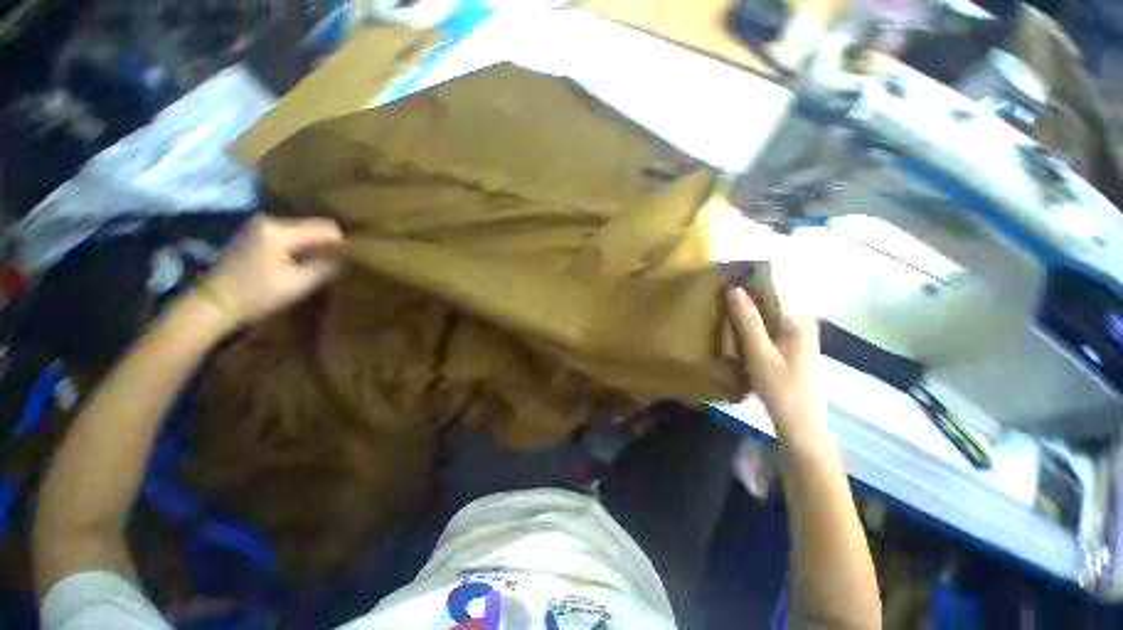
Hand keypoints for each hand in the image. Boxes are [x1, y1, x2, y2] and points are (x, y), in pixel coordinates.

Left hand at [196, 217, 344, 327]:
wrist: (214, 304)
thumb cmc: (257, 294)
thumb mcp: (299, 283)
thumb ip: (327, 267)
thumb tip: (348, 258)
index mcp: (279, 230)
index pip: (325, 227)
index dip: (343, 242)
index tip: (354, 259)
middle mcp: (269, 222)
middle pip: (313, 228)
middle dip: (330, 245)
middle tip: (344, 263)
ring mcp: (260, 228)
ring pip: (303, 233)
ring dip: (316, 248)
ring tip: (328, 265)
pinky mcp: (255, 238)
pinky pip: (290, 238)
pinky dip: (302, 250)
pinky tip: (307, 264)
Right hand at [726, 286, 818, 423]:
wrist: (799, 424)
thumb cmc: (781, 388)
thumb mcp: (759, 353)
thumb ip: (748, 321)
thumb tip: (733, 289)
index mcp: (797, 322)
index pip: (774, 290)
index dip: (751, 280)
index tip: (728, 275)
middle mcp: (802, 325)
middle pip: (773, 301)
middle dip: (748, 294)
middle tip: (721, 292)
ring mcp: (799, 339)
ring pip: (770, 315)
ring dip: (750, 309)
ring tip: (725, 306)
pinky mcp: (792, 350)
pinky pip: (770, 327)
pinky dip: (754, 324)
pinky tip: (739, 330)